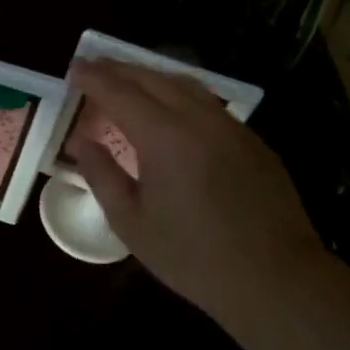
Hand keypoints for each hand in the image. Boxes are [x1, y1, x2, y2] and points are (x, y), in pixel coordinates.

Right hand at [70, 59, 329, 311]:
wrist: (276, 280)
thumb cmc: (193, 258)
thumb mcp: (132, 223)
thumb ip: (101, 175)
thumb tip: (81, 141)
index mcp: (165, 136)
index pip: (120, 92)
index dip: (93, 78)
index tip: (73, 69)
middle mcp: (199, 118)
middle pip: (152, 78)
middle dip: (119, 69)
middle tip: (94, 70)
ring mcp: (231, 126)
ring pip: (185, 84)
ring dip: (151, 77)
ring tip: (128, 82)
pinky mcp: (252, 139)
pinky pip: (208, 103)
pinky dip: (179, 95)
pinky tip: (171, 111)